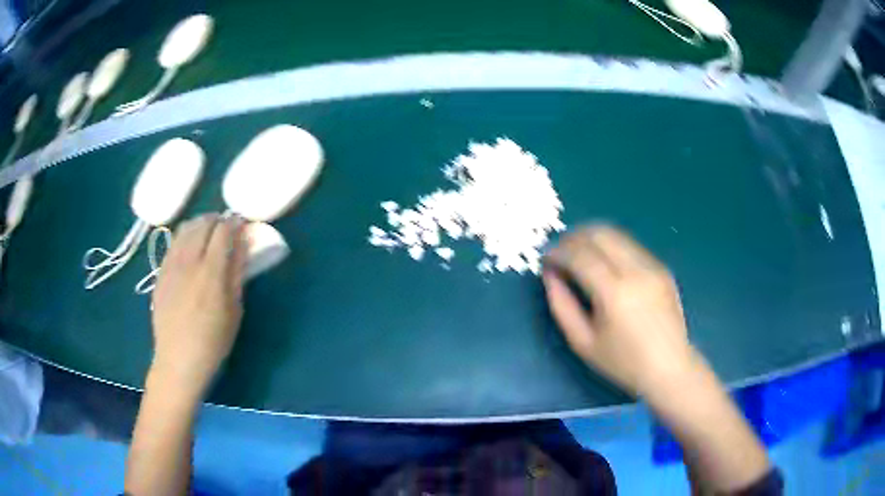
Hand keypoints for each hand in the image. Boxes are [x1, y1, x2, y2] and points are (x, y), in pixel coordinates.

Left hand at [149, 213, 246, 395]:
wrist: (178, 360)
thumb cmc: (213, 341)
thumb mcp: (234, 310)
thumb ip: (237, 273)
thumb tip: (244, 242)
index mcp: (210, 272)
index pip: (223, 230)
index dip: (235, 223)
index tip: (242, 225)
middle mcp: (188, 261)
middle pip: (203, 223)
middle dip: (217, 220)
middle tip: (226, 230)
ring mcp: (171, 265)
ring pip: (185, 228)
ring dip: (200, 225)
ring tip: (208, 235)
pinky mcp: (160, 271)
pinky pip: (173, 243)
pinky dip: (185, 237)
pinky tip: (189, 249)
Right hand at [543, 225, 696, 395]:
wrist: (670, 368)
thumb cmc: (623, 363)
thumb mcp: (582, 342)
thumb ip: (561, 305)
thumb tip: (550, 275)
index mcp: (614, 293)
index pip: (580, 255)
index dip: (558, 252)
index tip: (546, 258)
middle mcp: (635, 271)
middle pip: (599, 234)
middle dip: (574, 236)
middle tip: (560, 251)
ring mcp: (652, 266)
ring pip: (616, 234)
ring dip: (592, 238)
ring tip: (579, 254)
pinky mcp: (661, 268)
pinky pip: (630, 246)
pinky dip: (611, 247)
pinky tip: (604, 265)